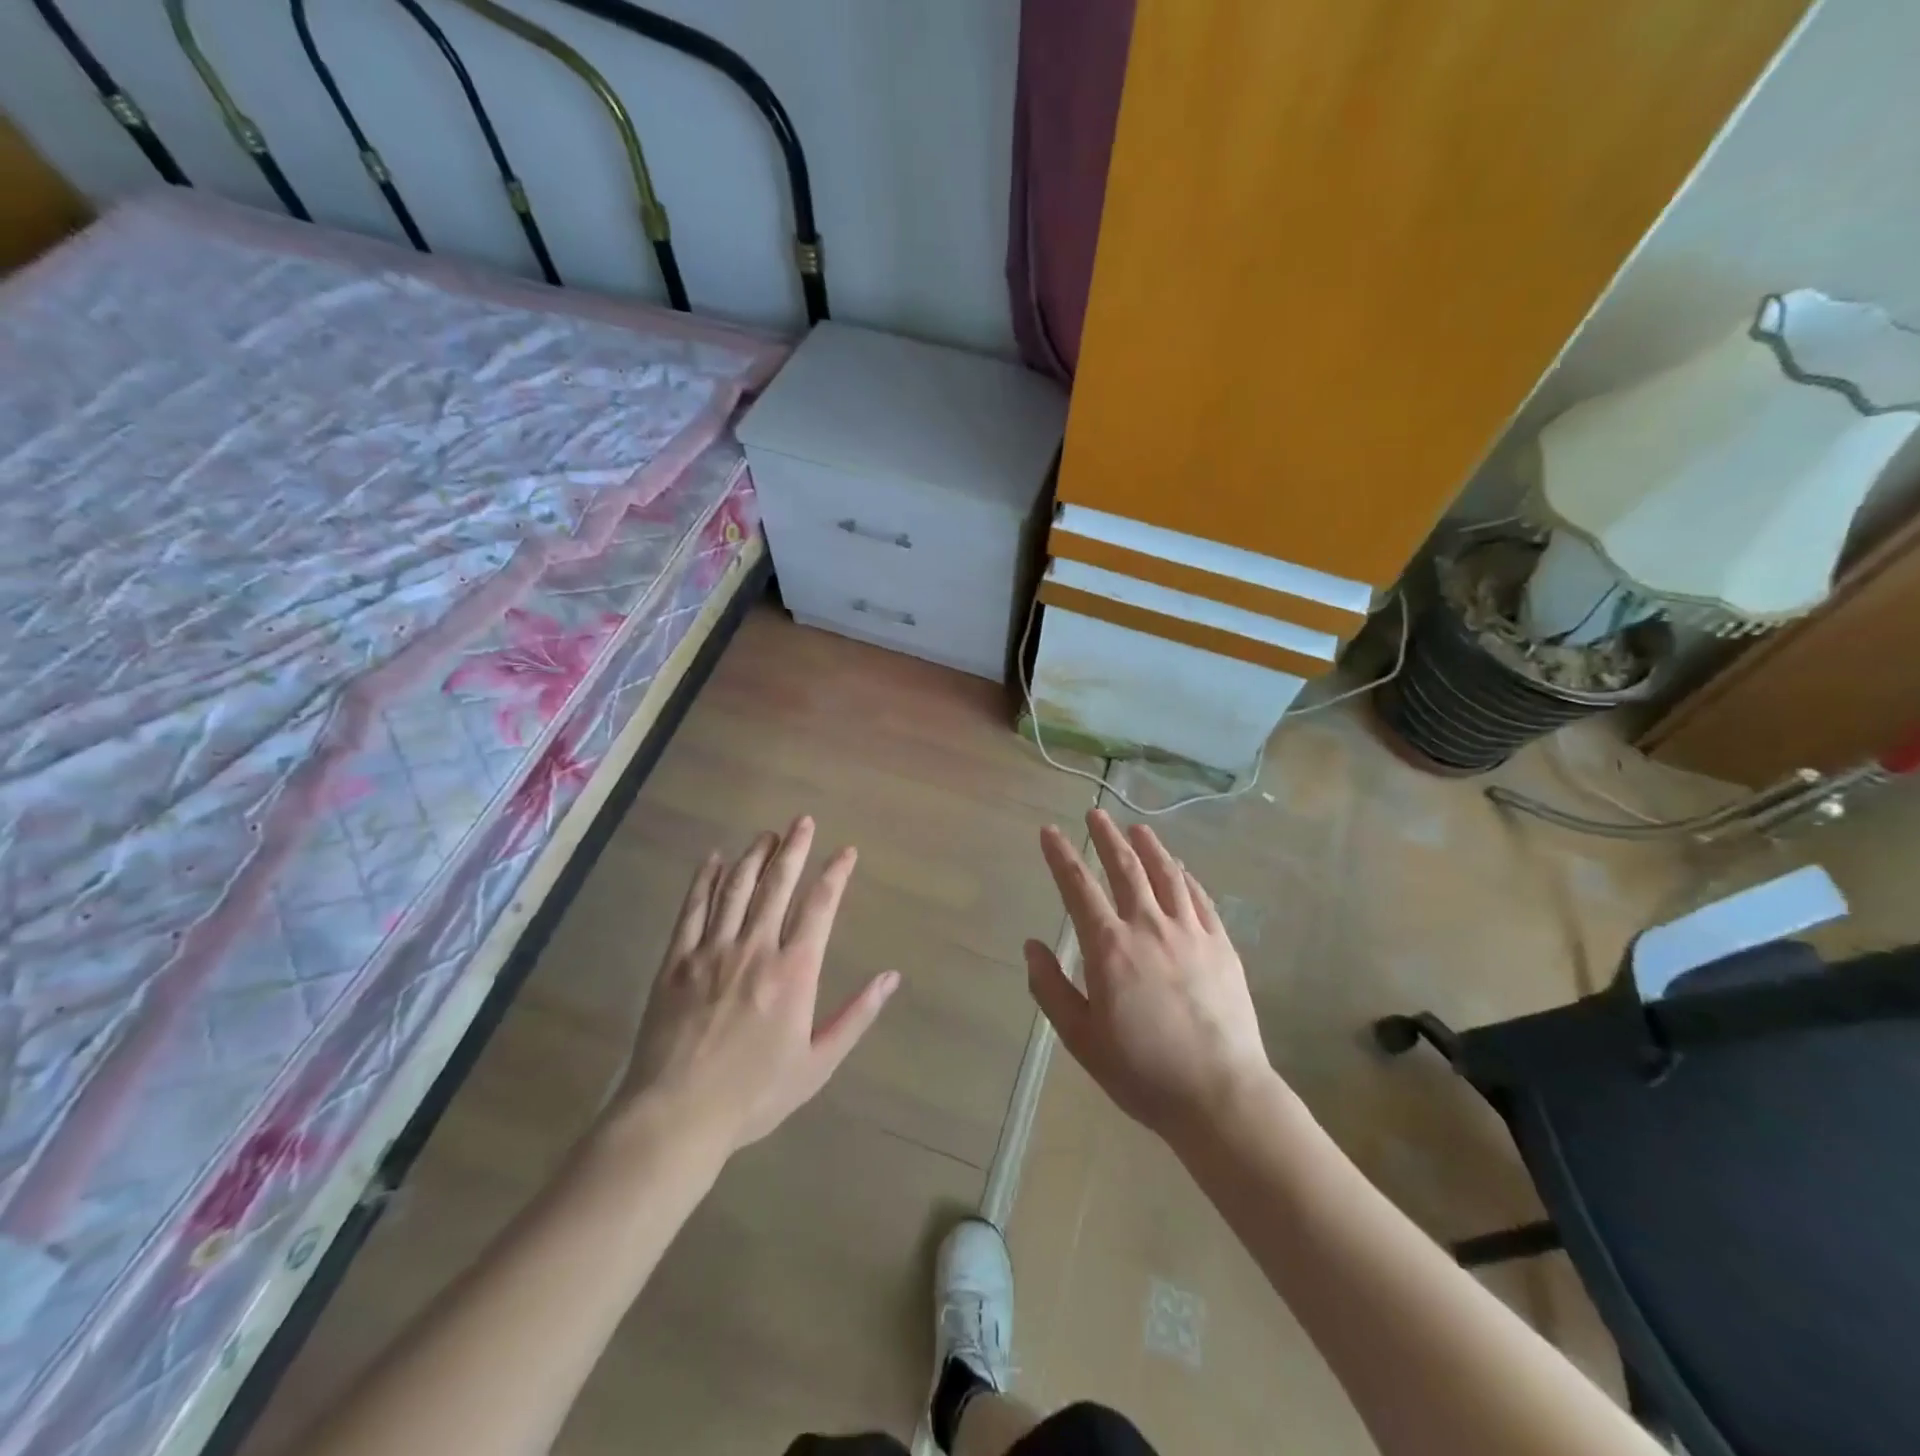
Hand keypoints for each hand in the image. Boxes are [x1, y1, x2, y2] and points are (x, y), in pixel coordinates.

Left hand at [611, 816, 897, 1154]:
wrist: (678, 1114)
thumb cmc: (755, 1093)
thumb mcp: (818, 1063)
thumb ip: (856, 1016)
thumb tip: (891, 977)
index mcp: (794, 971)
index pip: (820, 907)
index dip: (835, 874)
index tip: (846, 851)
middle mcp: (755, 949)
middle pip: (777, 885)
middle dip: (794, 849)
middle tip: (803, 821)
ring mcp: (712, 951)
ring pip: (736, 888)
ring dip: (753, 856)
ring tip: (767, 835)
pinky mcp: (677, 961)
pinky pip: (693, 909)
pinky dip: (704, 880)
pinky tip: (713, 859)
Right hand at [1026, 810, 1273, 1144]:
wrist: (1220, 1095)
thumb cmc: (1142, 1072)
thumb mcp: (1081, 1038)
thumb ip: (1051, 988)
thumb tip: (1032, 946)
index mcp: (1109, 948)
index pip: (1078, 887)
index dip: (1060, 855)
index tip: (1049, 830)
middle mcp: (1149, 927)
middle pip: (1125, 867)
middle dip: (1106, 836)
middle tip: (1095, 812)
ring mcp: (1190, 932)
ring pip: (1166, 874)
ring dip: (1149, 846)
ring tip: (1137, 828)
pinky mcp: (1221, 945)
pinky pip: (1200, 898)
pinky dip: (1185, 877)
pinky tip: (1179, 868)